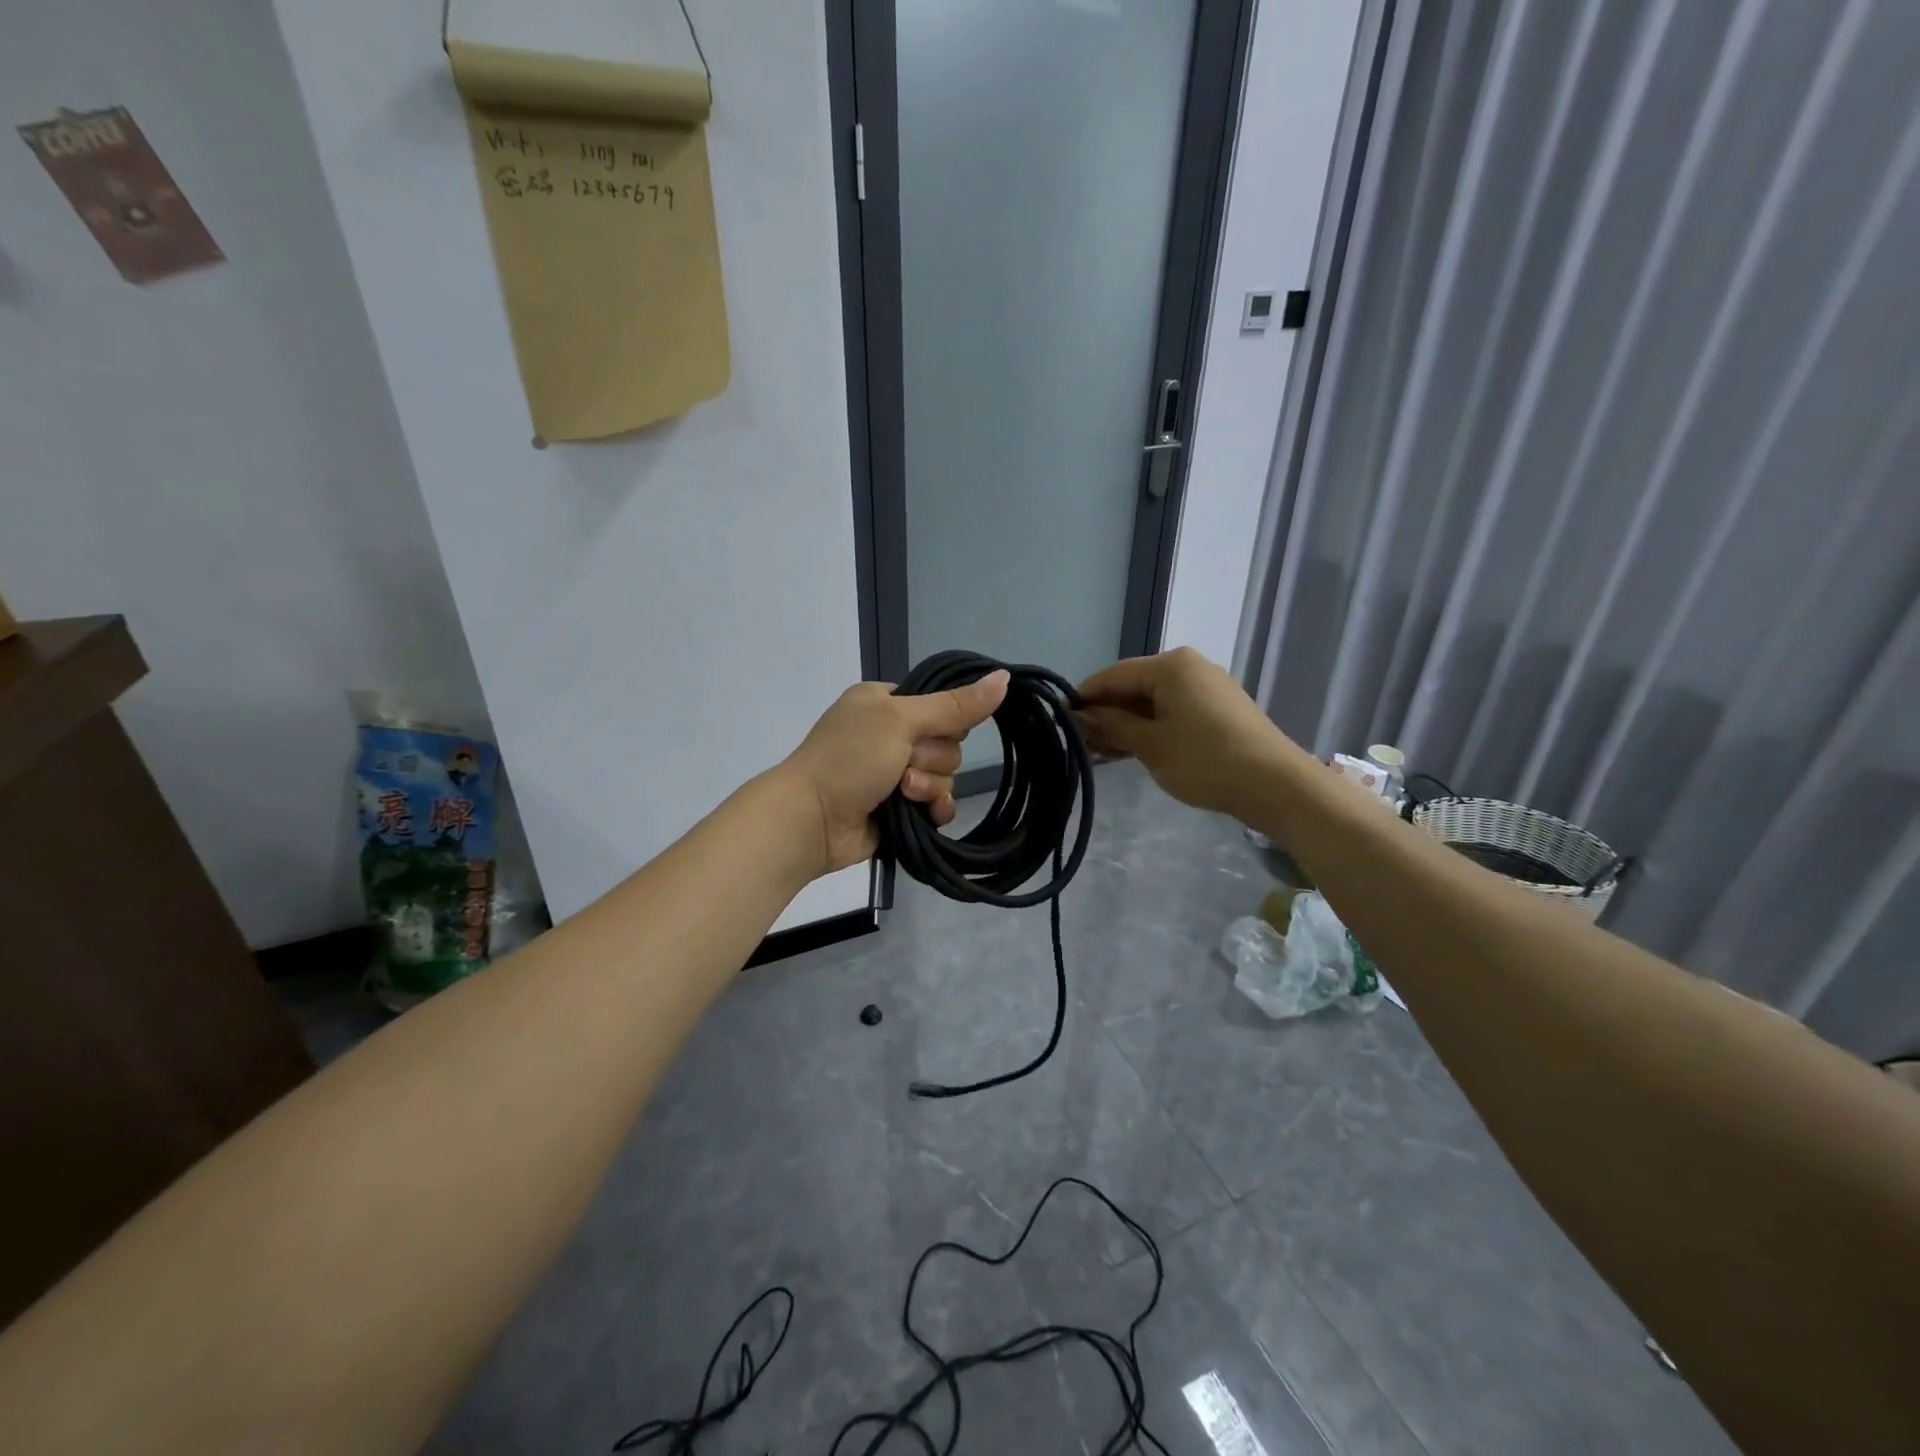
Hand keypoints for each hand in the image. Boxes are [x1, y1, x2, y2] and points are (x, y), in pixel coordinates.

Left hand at [782, 671, 1008, 874]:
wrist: (811, 820)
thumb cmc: (849, 758)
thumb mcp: (900, 720)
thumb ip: (954, 705)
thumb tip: (1005, 676)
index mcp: (884, 703)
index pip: (940, 705)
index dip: (943, 721)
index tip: (928, 731)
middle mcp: (890, 735)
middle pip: (947, 743)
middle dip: (931, 758)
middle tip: (903, 765)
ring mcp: (893, 774)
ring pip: (945, 776)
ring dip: (927, 786)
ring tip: (899, 792)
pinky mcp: (900, 809)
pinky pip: (938, 804)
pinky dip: (933, 808)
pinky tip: (921, 814)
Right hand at [1076, 648, 1296, 815]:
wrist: (1276, 785)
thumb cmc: (1205, 760)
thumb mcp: (1150, 745)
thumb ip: (1111, 726)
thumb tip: (1079, 716)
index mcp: (1171, 665)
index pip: (1113, 675)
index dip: (1084, 698)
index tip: (1059, 721)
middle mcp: (1189, 668)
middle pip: (1133, 687)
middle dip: (1105, 714)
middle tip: (1079, 743)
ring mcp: (1207, 689)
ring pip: (1153, 703)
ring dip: (1126, 726)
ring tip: (1100, 753)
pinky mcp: (1218, 711)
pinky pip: (1173, 713)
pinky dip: (1150, 730)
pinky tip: (1131, 752)